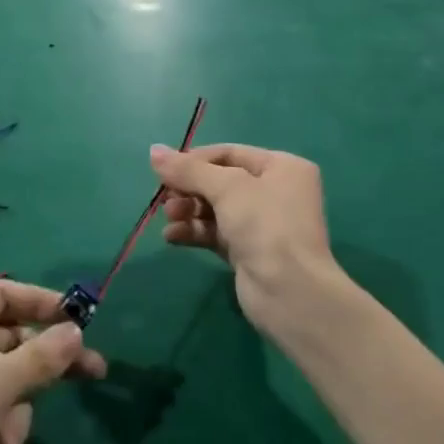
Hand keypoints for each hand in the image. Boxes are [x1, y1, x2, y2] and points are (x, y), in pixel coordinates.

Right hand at [152, 143, 337, 332]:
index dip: (195, 160)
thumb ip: (188, 169)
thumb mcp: (226, 187)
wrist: (289, 293)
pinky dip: (193, 232)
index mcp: (282, 168)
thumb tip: (153, 150)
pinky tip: (172, 237)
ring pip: (214, 208)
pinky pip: (214, 233)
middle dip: (189, 188)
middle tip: (165, 198)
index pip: (229, 154)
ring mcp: (262, 224)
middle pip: (219, 181)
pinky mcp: (248, 251)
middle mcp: (274, 192)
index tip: (165, 170)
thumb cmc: (265, 225)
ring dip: (187, 210)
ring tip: (169, 217)